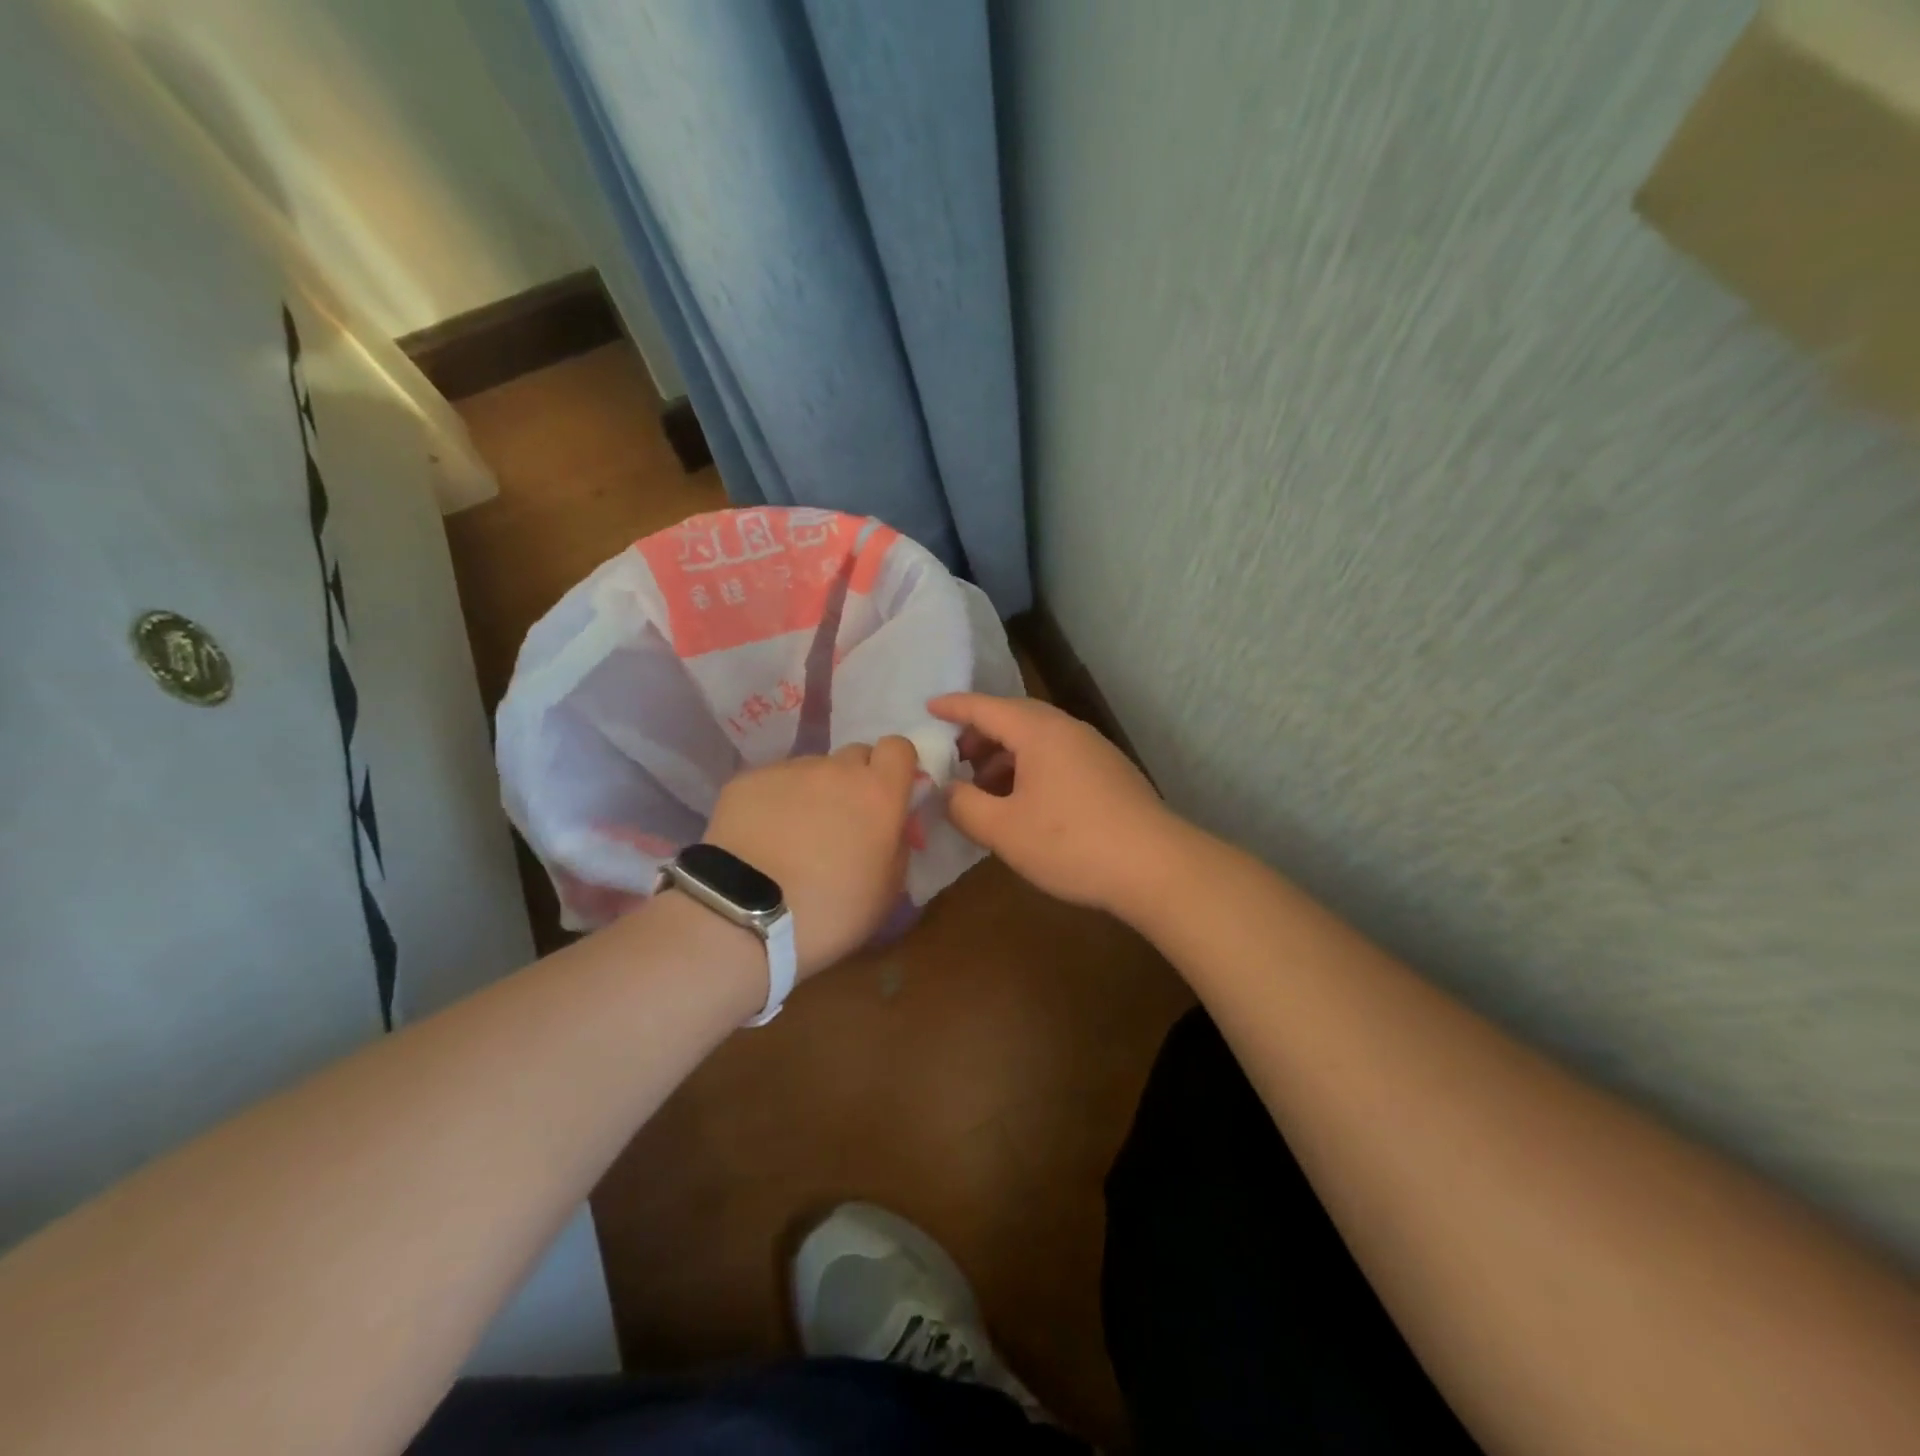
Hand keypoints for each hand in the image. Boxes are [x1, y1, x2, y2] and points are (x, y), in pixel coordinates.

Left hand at [703, 739, 917, 976]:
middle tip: (843, 822)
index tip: (889, 795)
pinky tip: (762, 839)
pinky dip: (774, 803)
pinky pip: (772, 784)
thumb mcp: (886, 892)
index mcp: (878, 793)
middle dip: (856, 781)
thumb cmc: (829, 912)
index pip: (898, 748)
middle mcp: (836, 770)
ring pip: (812, 770)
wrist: (743, 917)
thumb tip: (892, 828)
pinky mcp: (747, 781)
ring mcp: (788, 771)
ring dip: (813, 793)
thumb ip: (898, 846)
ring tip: (794, 836)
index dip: (896, 768)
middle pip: (855, 756)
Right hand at [929, 694, 1184, 918]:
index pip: (985, 708)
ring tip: (983, 786)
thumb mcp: (1003, 830)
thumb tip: (947, 791)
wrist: (1156, 866)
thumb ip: (964, 806)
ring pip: (1037, 740)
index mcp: (1038, 732)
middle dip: (979, 734)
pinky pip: (1056, 757)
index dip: (953, 707)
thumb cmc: (1070, 842)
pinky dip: (1029, 769)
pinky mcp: (1108, 774)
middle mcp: (1067, 730)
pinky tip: (1022, 803)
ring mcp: (1093, 750)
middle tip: (953, 756)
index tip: (927, 708)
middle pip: (1014, 719)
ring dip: (1004, 755)